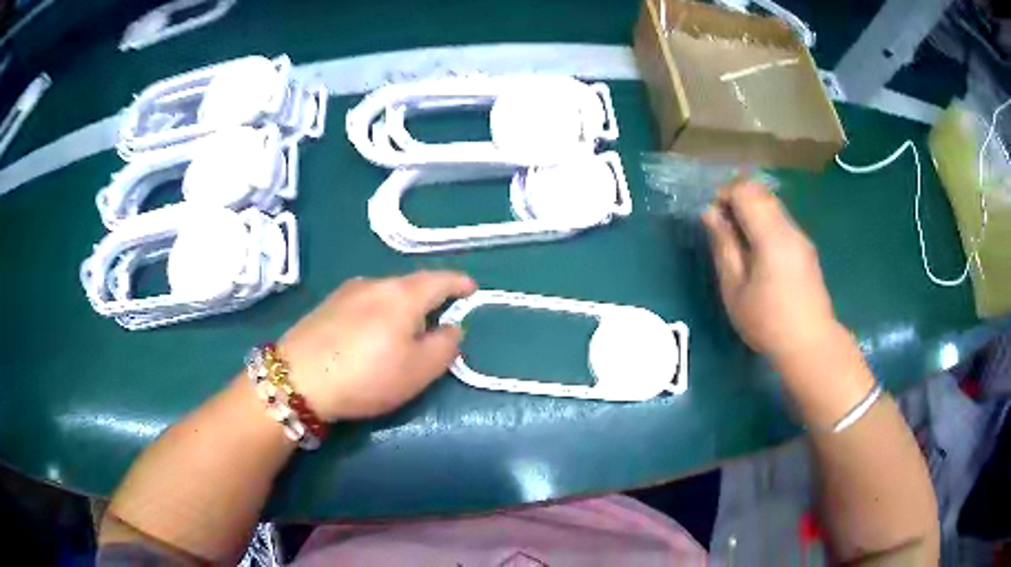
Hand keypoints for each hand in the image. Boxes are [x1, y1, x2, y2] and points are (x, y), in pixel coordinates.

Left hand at [278, 271, 476, 420]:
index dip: (460, 283)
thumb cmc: (366, 376)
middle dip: (430, 297)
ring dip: (402, 306)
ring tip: (403, 332)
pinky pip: (365, 301)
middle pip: (411, 284)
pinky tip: (370, 334)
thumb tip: (452, 327)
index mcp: (403, 295)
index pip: (440, 280)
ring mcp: (347, 291)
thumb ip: (445, 347)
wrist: (297, 378)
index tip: (472, 289)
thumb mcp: (418, 371)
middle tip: (438, 320)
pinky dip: (378, 311)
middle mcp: (375, 283)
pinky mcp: (327, 304)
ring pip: (386, 292)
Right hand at [702, 181, 840, 365]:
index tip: (712, 218)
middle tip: (722, 228)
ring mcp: (801, 238)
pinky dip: (764, 225)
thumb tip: (710, 213)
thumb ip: (723, 246)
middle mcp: (790, 228)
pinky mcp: (806, 250)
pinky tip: (758, 255)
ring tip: (738, 244)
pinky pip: (781, 222)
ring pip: (772, 206)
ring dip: (751, 212)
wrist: (810, 345)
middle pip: (761, 193)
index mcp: (772, 235)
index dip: (724, 195)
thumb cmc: (767, 322)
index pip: (746, 191)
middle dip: (737, 200)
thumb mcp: (734, 288)